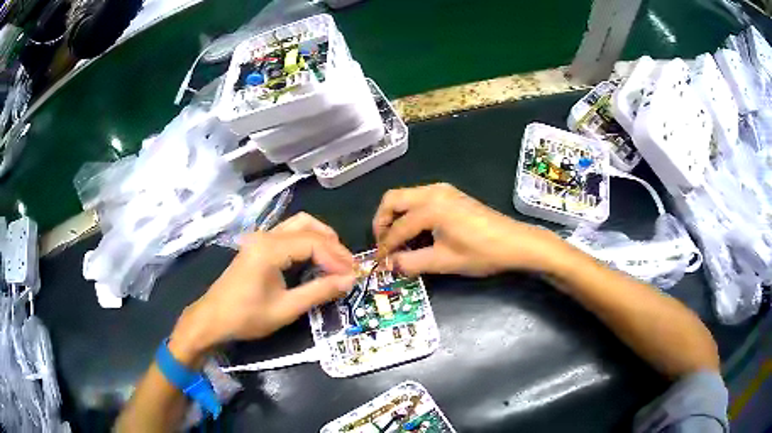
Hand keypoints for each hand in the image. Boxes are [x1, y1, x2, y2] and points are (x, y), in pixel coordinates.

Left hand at [169, 213, 355, 363]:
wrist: (212, 319)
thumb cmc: (246, 317)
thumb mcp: (286, 309)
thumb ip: (319, 291)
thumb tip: (349, 281)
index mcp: (269, 249)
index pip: (313, 243)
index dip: (336, 258)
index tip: (353, 276)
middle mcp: (265, 236)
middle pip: (307, 226)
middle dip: (332, 244)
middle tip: (348, 266)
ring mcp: (260, 238)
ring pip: (297, 225)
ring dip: (320, 238)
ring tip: (336, 260)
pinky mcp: (258, 245)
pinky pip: (288, 234)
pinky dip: (307, 241)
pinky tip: (315, 258)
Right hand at [373, 183, 565, 276]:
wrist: (515, 242)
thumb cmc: (482, 253)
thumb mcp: (444, 261)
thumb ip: (412, 262)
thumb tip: (389, 265)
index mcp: (431, 207)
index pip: (398, 227)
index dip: (385, 246)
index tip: (379, 261)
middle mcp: (433, 192)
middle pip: (393, 199)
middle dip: (382, 221)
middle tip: (383, 244)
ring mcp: (443, 190)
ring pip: (406, 196)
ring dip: (395, 215)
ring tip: (396, 240)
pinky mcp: (451, 194)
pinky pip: (420, 198)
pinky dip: (410, 212)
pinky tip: (416, 231)